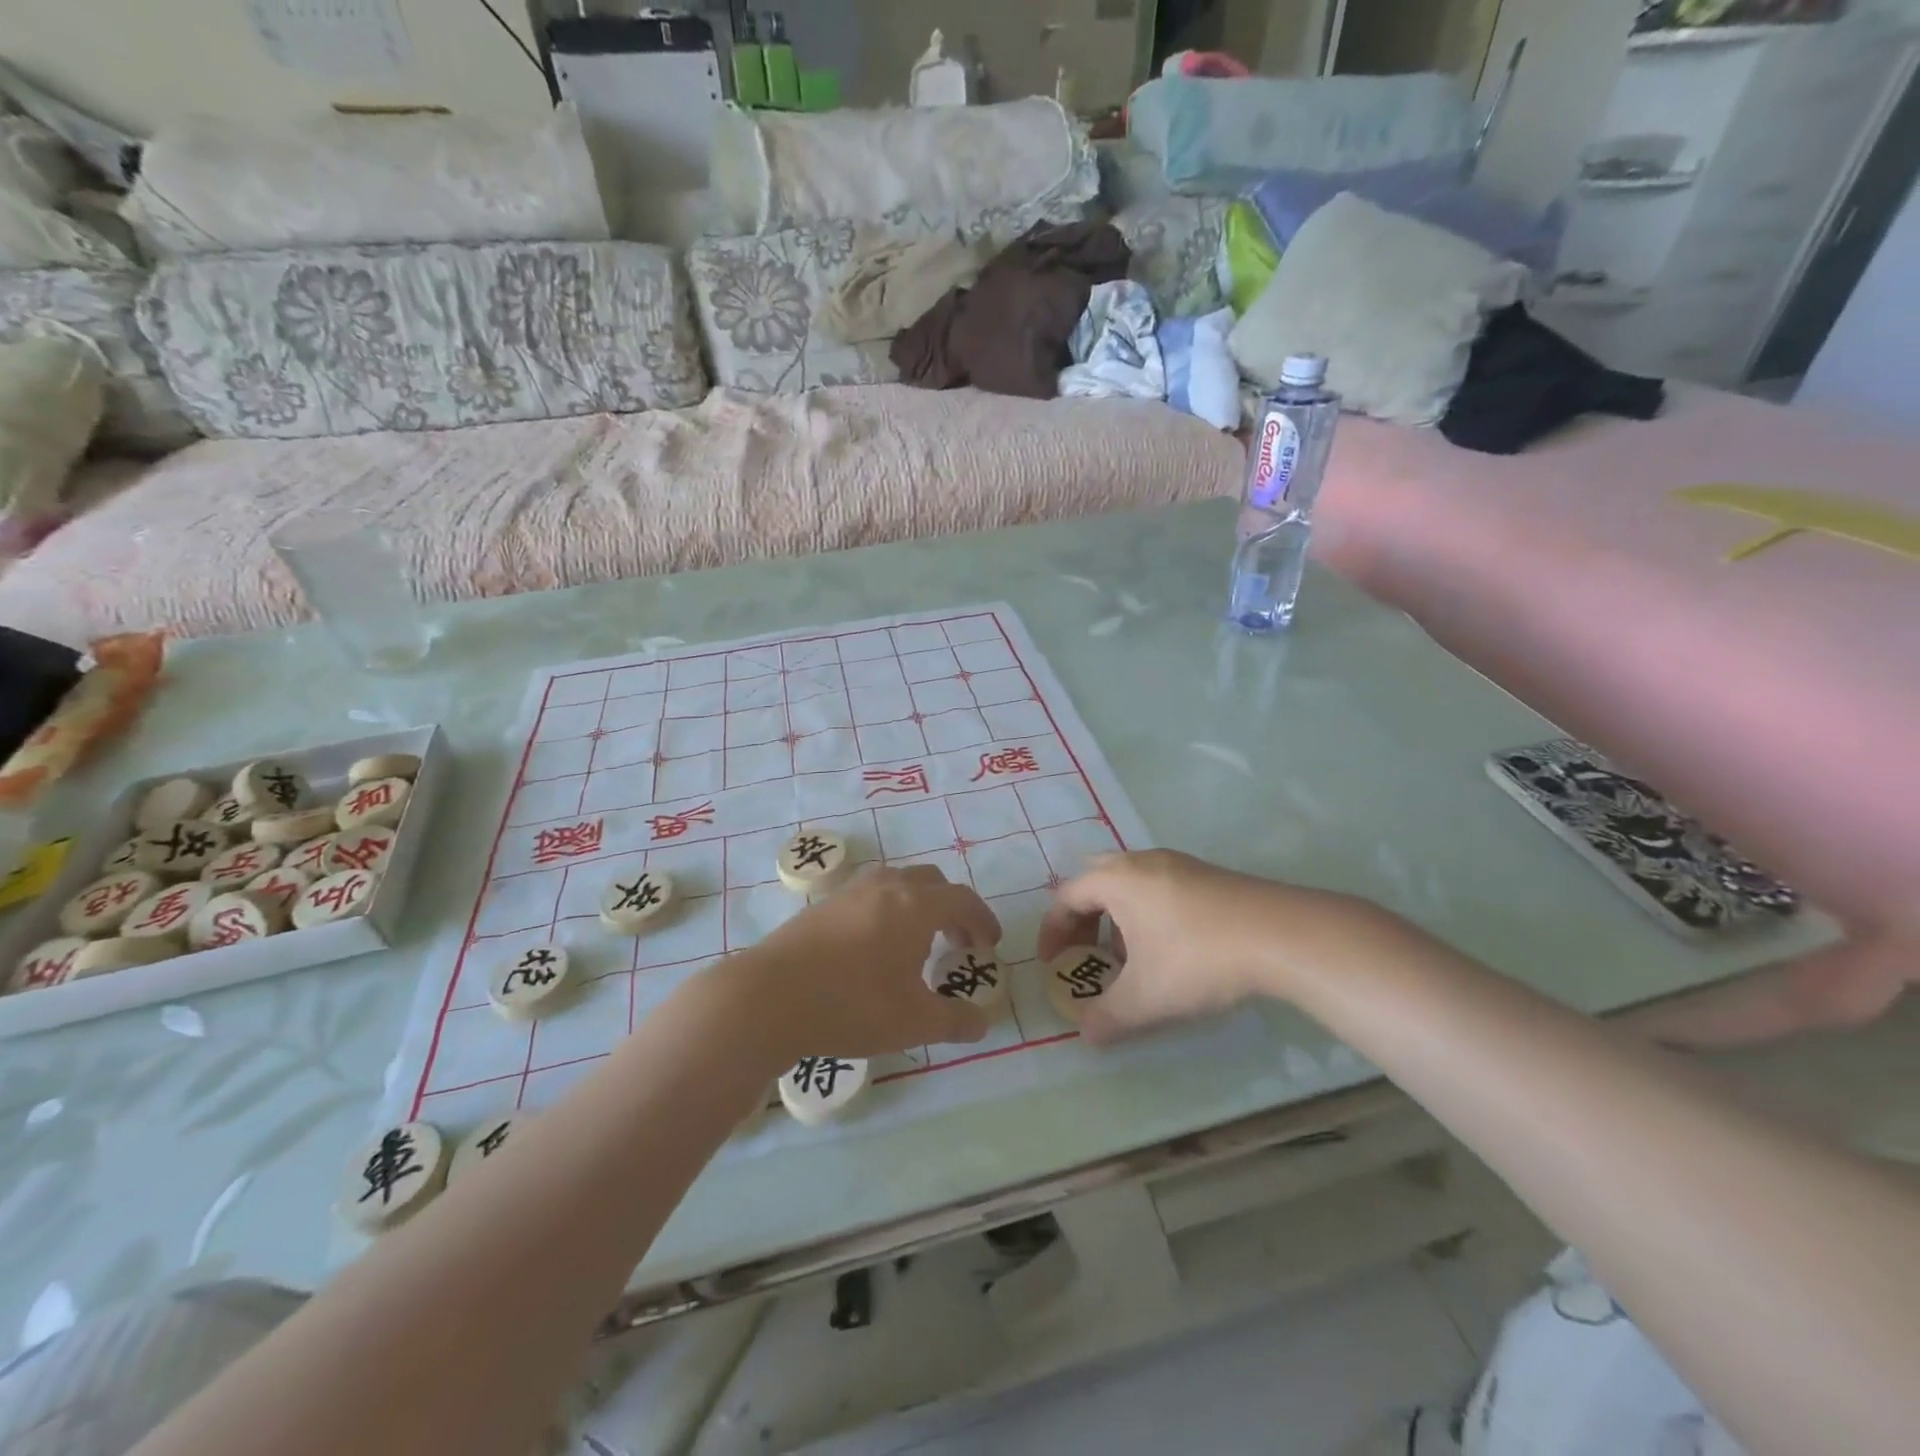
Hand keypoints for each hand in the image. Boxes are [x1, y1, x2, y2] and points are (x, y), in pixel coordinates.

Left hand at [728, 864, 1000, 1065]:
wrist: (768, 997)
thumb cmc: (851, 1005)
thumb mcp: (914, 1022)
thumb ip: (956, 1021)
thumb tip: (982, 1023)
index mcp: (916, 906)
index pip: (962, 900)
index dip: (982, 919)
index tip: (989, 944)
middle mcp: (886, 887)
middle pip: (932, 881)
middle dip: (951, 908)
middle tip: (955, 943)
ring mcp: (850, 892)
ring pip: (897, 882)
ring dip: (918, 905)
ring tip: (915, 943)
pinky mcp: (822, 904)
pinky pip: (869, 895)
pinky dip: (888, 910)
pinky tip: (874, 947)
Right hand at [1038, 850, 1339, 1041]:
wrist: (1280, 935)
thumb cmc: (1197, 958)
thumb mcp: (1146, 998)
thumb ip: (1108, 1017)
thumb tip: (1087, 1034)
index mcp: (1117, 880)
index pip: (1067, 897)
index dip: (1053, 931)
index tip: (1053, 964)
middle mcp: (1142, 862)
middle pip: (1096, 881)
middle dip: (1084, 918)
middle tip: (1084, 952)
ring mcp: (1178, 864)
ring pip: (1130, 884)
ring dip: (1117, 918)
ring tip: (1128, 957)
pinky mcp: (1208, 875)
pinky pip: (1159, 887)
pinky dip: (1147, 913)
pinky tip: (1170, 949)